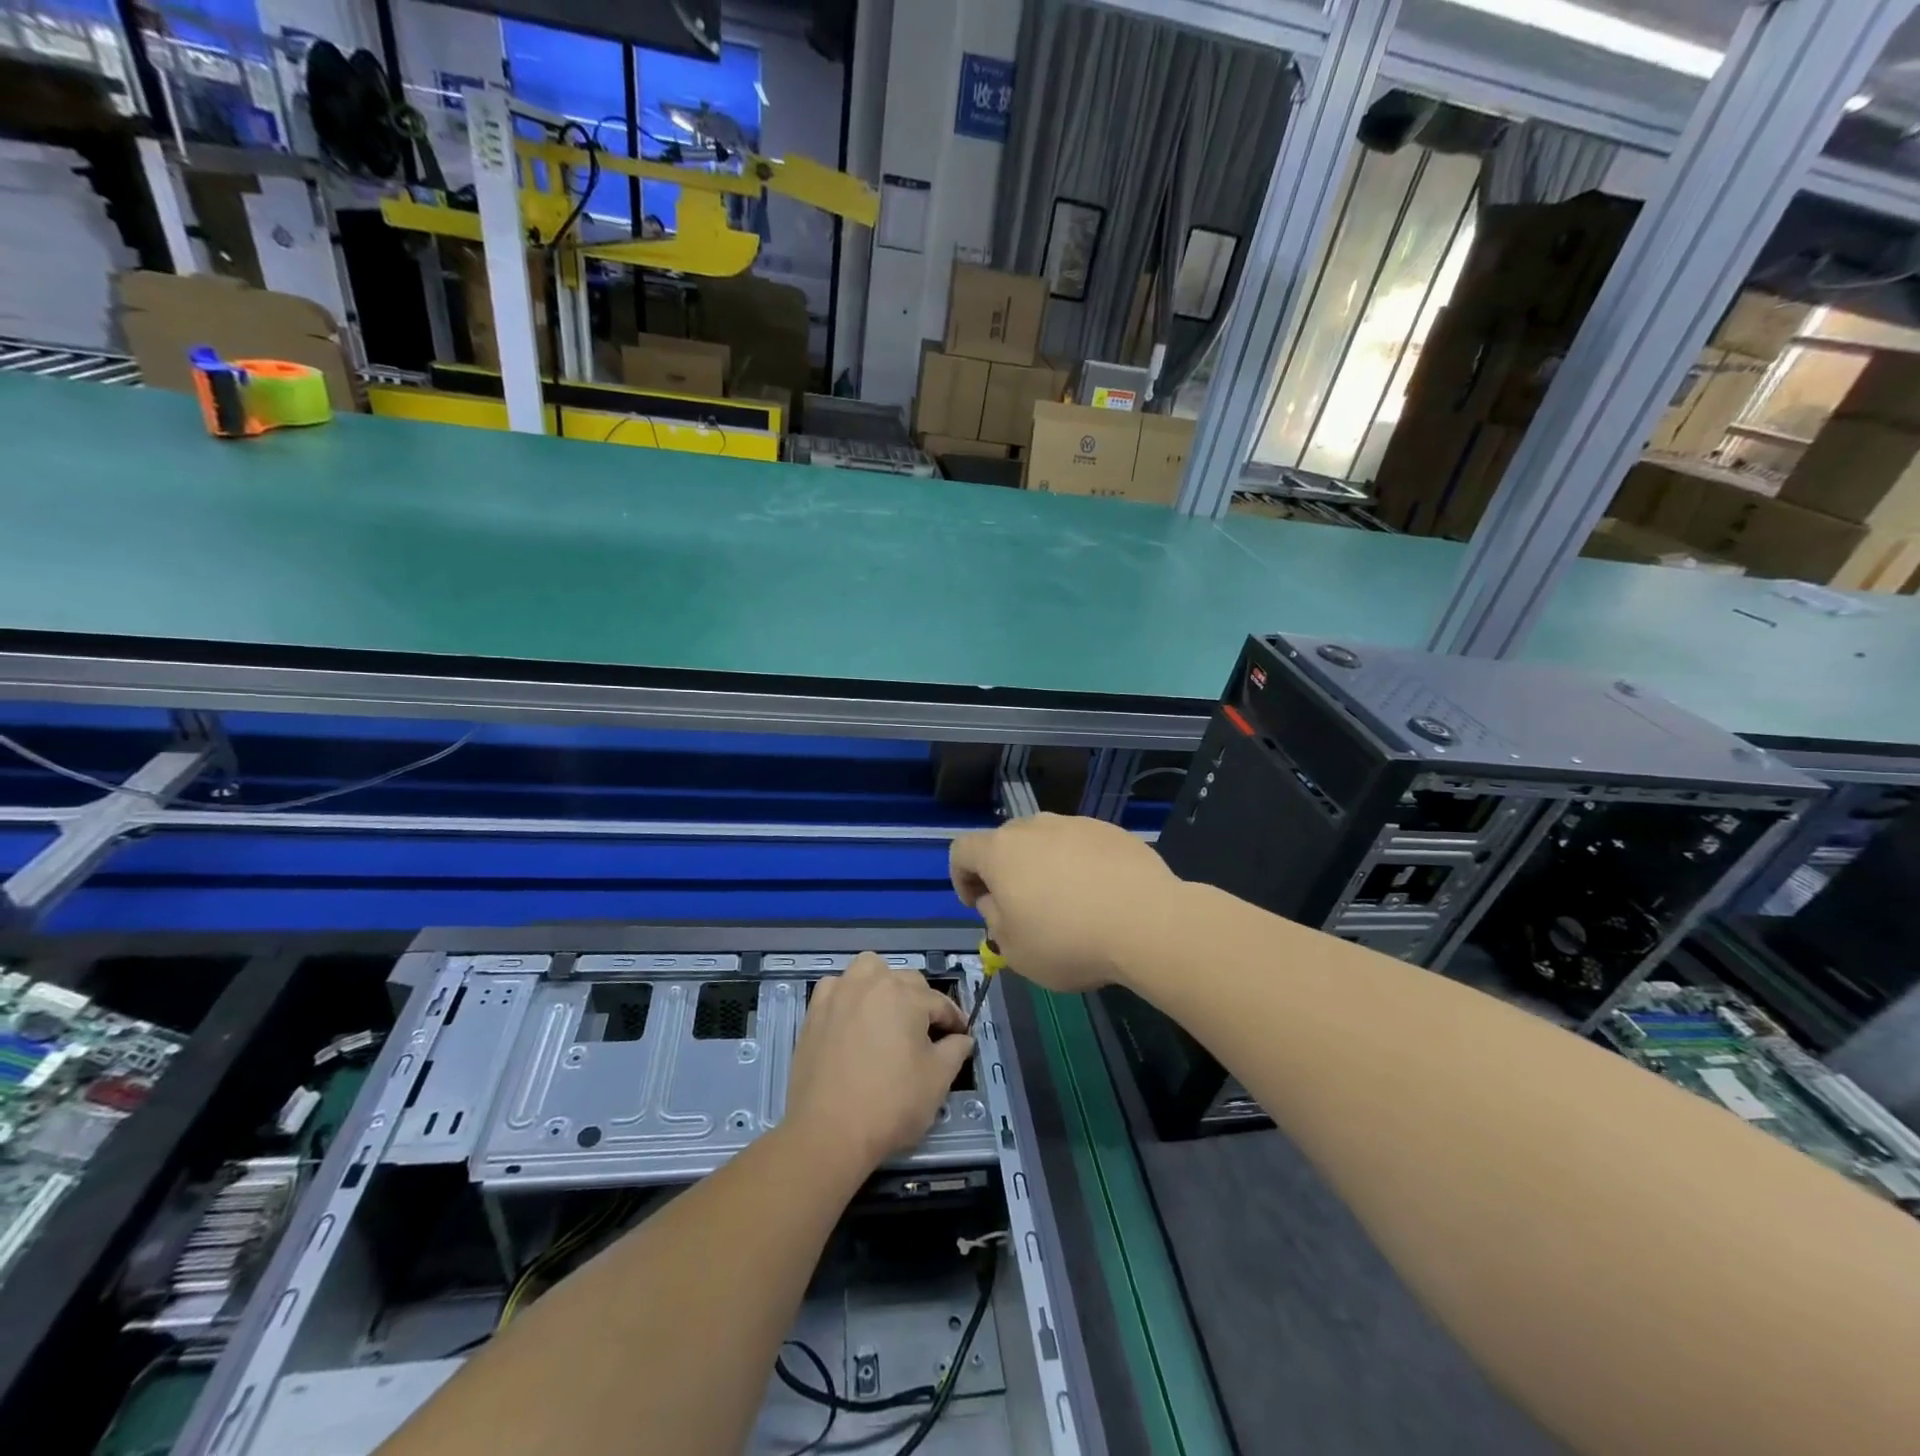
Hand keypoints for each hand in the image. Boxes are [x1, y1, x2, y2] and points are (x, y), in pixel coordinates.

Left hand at [784, 953, 973, 1176]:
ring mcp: (839, 994)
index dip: (954, 1020)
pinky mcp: (814, 1011)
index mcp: (906, 995)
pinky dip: (848, 994)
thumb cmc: (891, 1104)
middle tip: (926, 1034)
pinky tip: (852, 1017)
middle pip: (906, 981)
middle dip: (922, 1002)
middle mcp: (872, 983)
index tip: (961, 1036)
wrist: (829, 1132)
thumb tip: (963, 1038)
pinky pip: (836, 987)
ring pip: (868, 970)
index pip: (939, 1002)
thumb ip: (955, 1051)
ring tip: (888, 1012)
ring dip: (883, 983)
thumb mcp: (937, 1080)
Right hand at [949, 813, 1177, 992]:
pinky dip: (1080, 865)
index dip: (961, 877)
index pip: (962, 850)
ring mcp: (1076, 824)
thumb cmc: (1069, 940)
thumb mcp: (1015, 950)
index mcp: (1001, 851)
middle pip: (1006, 842)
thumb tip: (996, 901)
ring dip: (1044, 867)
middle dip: (1005, 872)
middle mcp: (1035, 827)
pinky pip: (1082, 846)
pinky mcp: (1111, 831)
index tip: (979, 905)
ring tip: (1068, 904)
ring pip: (1046, 842)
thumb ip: (994, 921)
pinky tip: (1101, 897)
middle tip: (1022, 908)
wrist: (1148, 922)